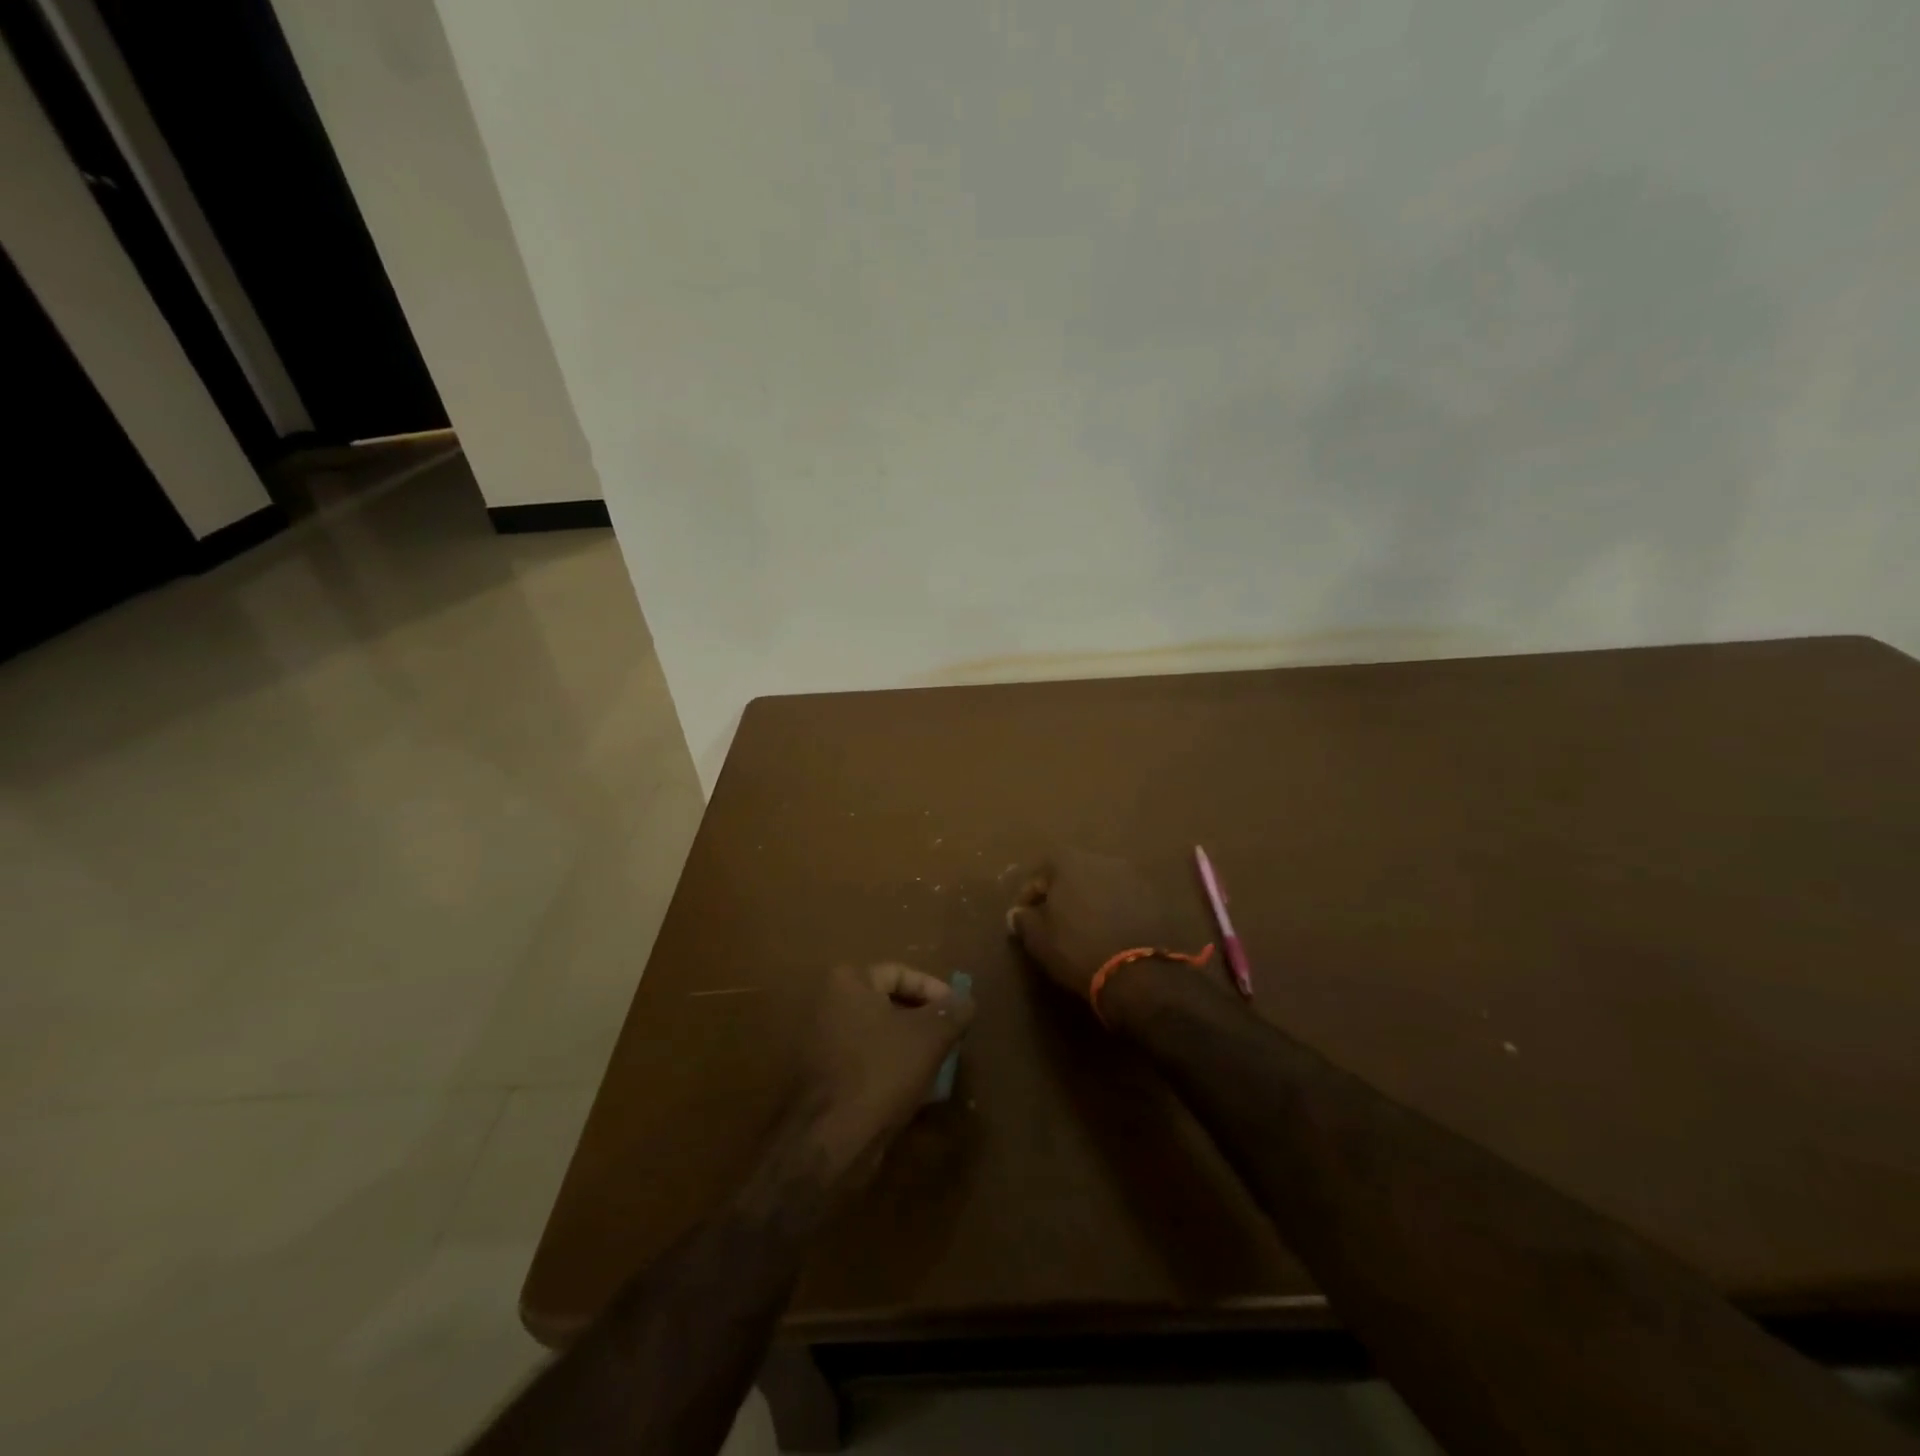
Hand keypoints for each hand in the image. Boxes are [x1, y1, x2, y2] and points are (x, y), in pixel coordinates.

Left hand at [800, 963, 973, 1176]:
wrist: (832, 1139)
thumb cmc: (882, 1071)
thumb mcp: (930, 1036)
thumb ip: (953, 1012)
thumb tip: (966, 1000)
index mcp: (848, 983)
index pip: (900, 973)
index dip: (935, 991)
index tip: (957, 1014)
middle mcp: (829, 1005)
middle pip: (890, 1004)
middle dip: (924, 1021)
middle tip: (951, 1039)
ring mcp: (823, 1042)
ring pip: (880, 1035)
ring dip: (911, 1047)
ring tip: (939, 1066)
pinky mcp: (826, 1077)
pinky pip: (868, 1061)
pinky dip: (892, 1068)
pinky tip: (917, 1090)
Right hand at [1006, 848, 1200, 1001]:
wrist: (1138, 971)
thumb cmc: (1077, 949)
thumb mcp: (1039, 939)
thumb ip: (1024, 920)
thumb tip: (1018, 913)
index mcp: (1068, 861)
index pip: (1039, 872)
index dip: (1029, 896)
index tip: (1024, 917)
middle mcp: (1101, 858)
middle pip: (1072, 872)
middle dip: (1061, 893)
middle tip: (1054, 919)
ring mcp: (1131, 875)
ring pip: (1101, 884)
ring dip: (1090, 900)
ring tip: (1083, 926)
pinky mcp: (1154, 896)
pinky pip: (1124, 898)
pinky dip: (1113, 909)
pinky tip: (1110, 930)